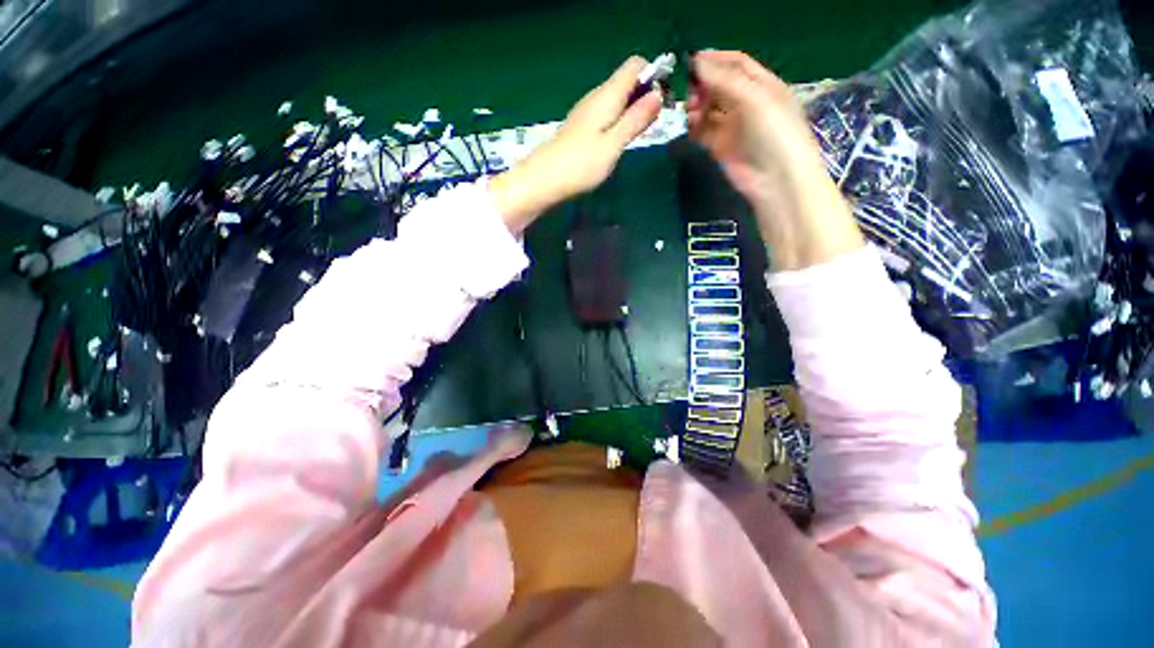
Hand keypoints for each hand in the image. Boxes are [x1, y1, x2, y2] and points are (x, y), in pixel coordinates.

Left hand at [491, 57, 662, 232]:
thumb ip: (636, 120)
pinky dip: (618, 123)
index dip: (652, 76)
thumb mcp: (614, 144)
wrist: (544, 180)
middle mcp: (596, 97)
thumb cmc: (581, 164)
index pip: (635, 65)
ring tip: (636, 137)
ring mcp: (586, 112)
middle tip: (650, 126)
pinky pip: (606, 115)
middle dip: (644, 97)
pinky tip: (617, 143)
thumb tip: (658, 94)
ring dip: (632, 112)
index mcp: (607, 95)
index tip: (660, 103)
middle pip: (627, 82)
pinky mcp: (581, 127)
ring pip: (617, 100)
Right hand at [688, 50, 862, 270]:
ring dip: (696, 107)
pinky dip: (694, 127)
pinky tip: (688, 126)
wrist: (775, 180)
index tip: (691, 60)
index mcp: (762, 85)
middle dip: (702, 85)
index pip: (736, 64)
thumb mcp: (755, 99)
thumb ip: (726, 80)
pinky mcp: (720, 147)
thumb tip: (697, 62)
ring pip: (709, 109)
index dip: (715, 59)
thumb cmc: (774, 133)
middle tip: (687, 92)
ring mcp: (733, 126)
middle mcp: (747, 103)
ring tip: (688, 111)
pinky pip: (703, 131)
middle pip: (719, 86)